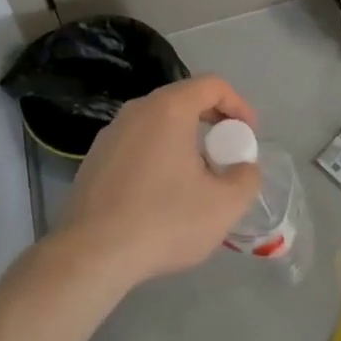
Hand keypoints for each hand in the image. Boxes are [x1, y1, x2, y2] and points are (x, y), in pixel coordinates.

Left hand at [57, 75, 261, 289]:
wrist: (91, 255)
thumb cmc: (163, 220)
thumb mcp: (223, 206)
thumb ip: (246, 179)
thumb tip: (244, 168)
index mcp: (169, 108)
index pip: (212, 85)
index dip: (238, 104)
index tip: (248, 135)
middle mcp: (138, 109)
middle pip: (184, 100)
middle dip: (212, 122)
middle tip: (227, 154)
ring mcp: (111, 133)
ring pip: (158, 123)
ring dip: (184, 140)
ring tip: (196, 177)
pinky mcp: (94, 159)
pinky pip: (137, 144)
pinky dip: (157, 155)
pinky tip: (160, 194)